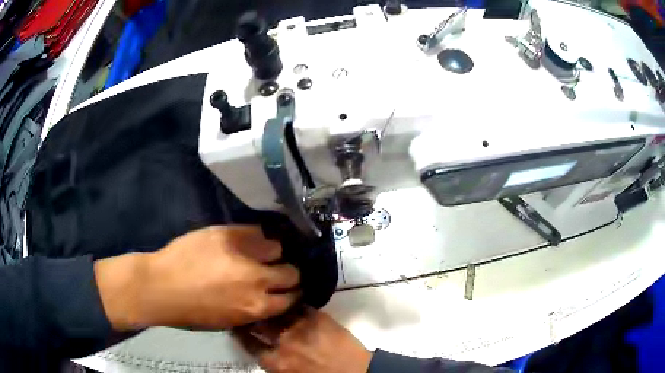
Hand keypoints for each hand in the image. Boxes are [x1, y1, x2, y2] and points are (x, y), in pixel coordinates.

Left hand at [94, 226, 300, 330]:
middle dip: (286, 274)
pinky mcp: (227, 233)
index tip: (286, 290)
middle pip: (291, 272)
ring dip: (271, 254)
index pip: (292, 297)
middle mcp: (257, 279)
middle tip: (274, 272)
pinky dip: (255, 238)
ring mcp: (242, 253)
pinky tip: (245, 242)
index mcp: (257, 306)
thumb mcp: (231, 321)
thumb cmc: (194, 312)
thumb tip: (271, 297)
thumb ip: (256, 308)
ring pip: (277, 248)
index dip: (291, 293)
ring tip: (257, 255)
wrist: (161, 287)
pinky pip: (255, 231)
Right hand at [237, 308, 372, 372]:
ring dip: (269, 305)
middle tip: (247, 308)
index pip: (249, 343)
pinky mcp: (318, 317)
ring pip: (277, 311)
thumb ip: (274, 363)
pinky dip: (292, 302)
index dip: (240, 333)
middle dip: (250, 315)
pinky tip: (287, 297)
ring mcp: (301, 327)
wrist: (355, 372)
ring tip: (262, 297)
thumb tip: (264, 351)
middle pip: (259, 324)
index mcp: (276, 361)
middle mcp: (284, 342)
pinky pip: (299, 305)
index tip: (236, 324)